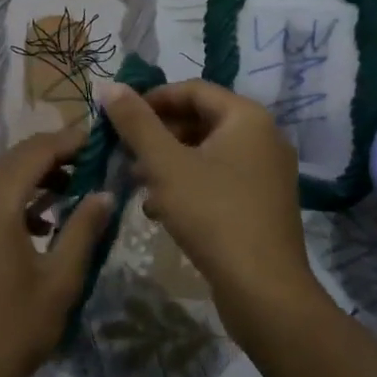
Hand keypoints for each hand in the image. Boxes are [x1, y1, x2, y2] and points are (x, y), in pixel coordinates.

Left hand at [0, 123, 113, 376]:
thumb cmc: (11, 331)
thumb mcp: (60, 281)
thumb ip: (84, 229)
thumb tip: (106, 193)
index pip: (38, 150)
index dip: (72, 141)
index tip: (102, 141)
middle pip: (15, 158)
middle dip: (55, 157)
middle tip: (93, 167)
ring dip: (32, 177)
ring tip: (71, 194)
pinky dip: (10, 197)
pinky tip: (35, 223)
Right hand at [99, 80, 322, 346]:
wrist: (263, 290)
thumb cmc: (213, 214)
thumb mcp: (165, 164)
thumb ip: (136, 122)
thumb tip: (109, 85)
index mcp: (247, 117)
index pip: (193, 89)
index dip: (153, 99)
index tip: (119, 118)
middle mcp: (263, 137)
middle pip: (201, 120)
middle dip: (158, 135)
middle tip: (124, 153)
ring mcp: (266, 172)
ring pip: (207, 152)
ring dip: (169, 162)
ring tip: (136, 183)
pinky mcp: (262, 204)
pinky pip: (220, 179)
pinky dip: (189, 185)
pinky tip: (160, 210)